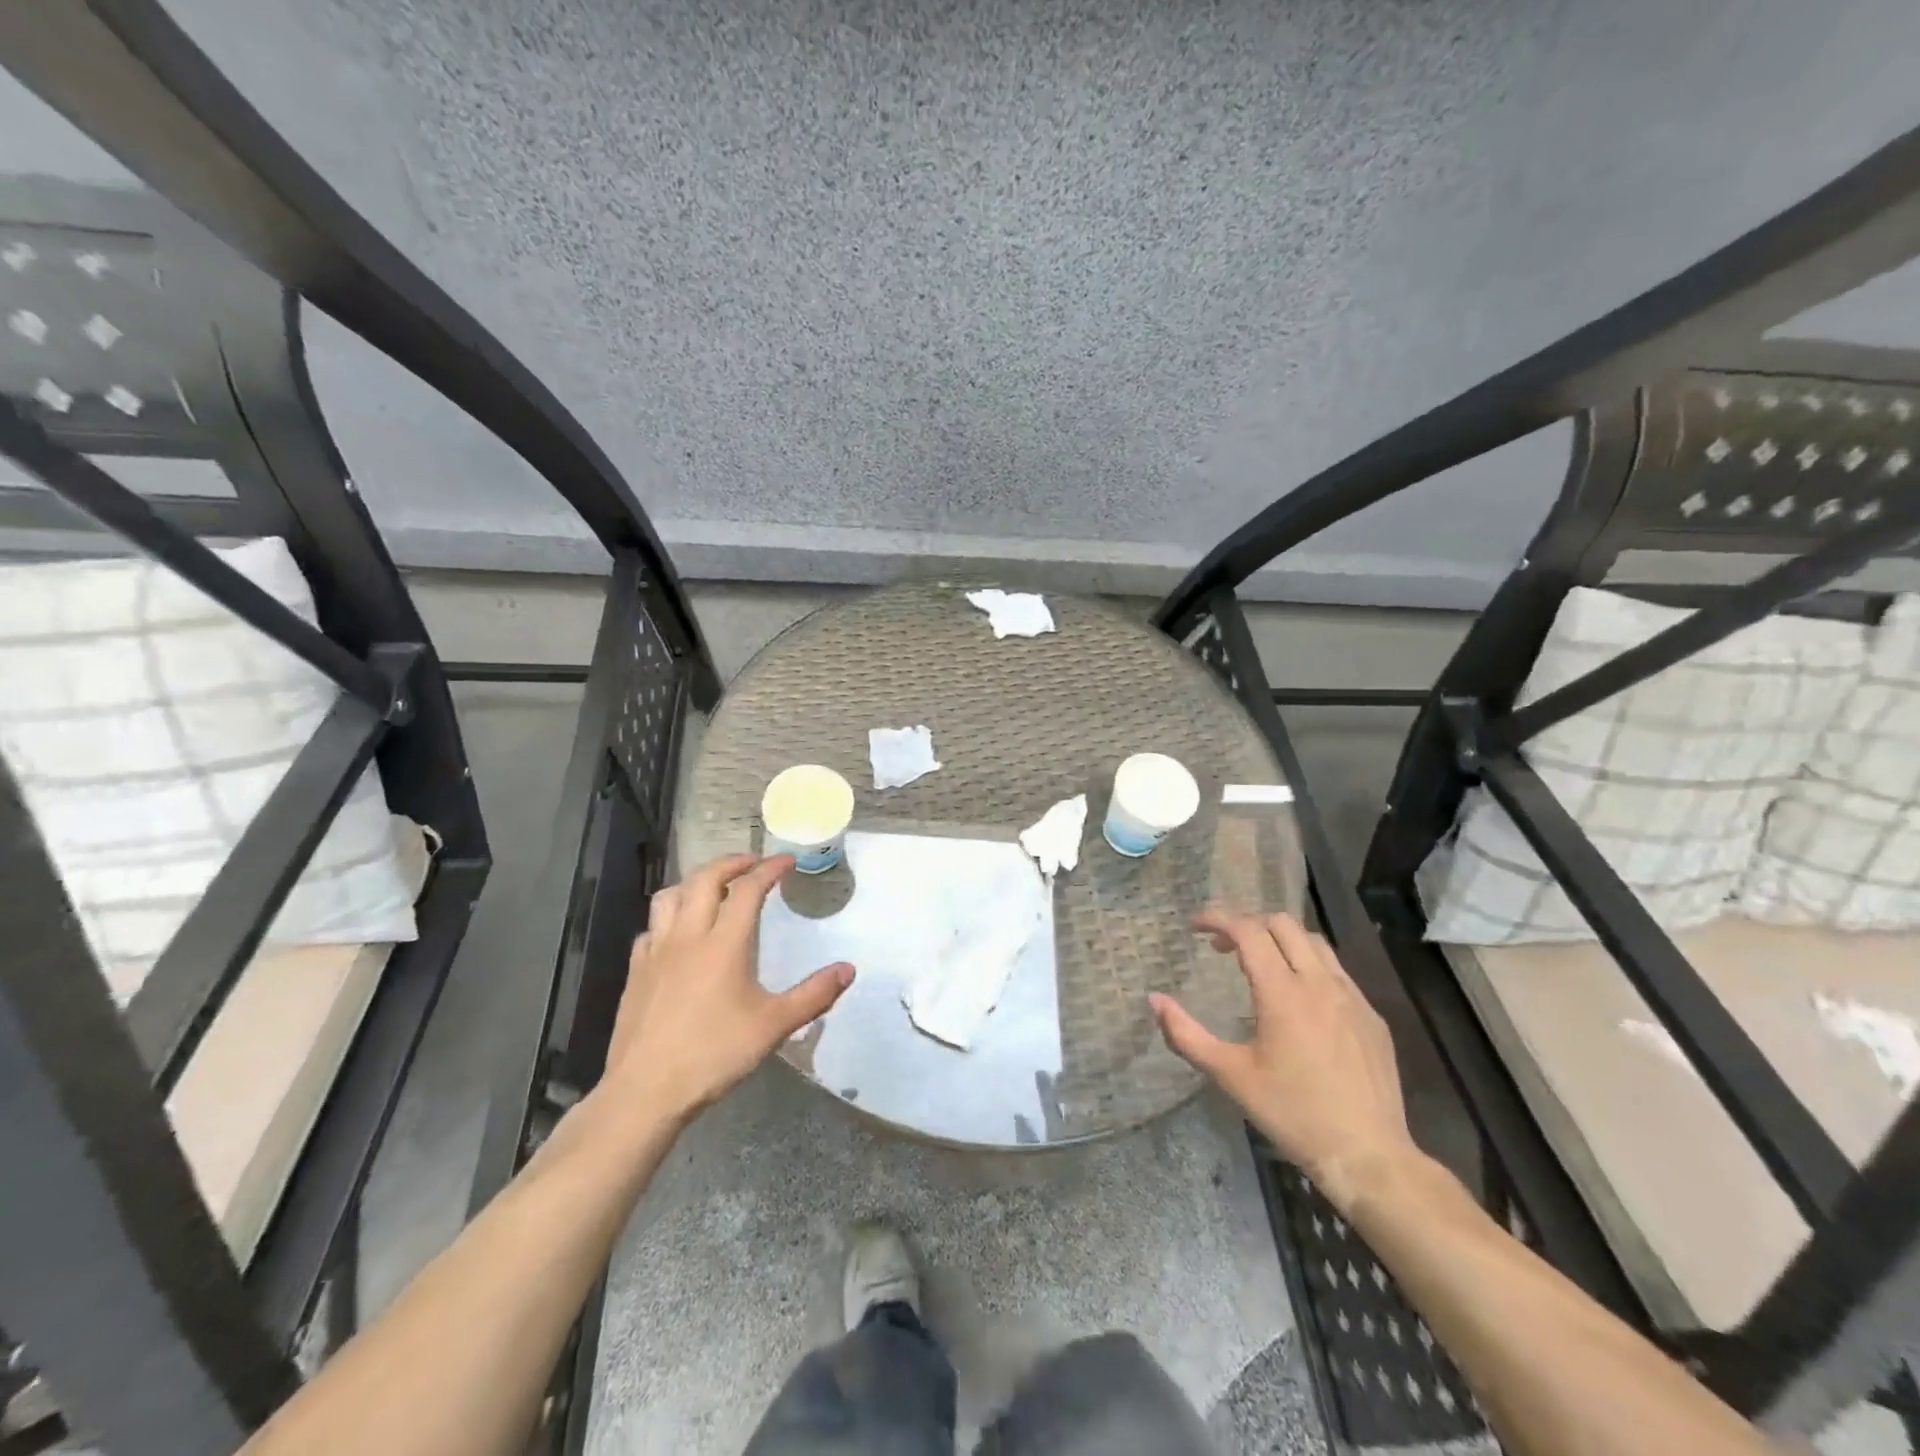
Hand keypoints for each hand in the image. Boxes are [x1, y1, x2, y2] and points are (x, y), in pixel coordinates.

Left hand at [601, 854, 852, 1122]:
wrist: (645, 1091)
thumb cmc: (713, 1055)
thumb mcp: (773, 1026)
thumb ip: (813, 995)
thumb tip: (848, 969)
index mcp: (724, 943)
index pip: (748, 889)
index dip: (769, 869)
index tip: (786, 862)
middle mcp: (688, 935)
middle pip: (705, 879)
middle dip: (731, 863)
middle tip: (753, 863)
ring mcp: (656, 951)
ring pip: (670, 895)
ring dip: (695, 882)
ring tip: (713, 887)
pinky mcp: (636, 971)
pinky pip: (651, 927)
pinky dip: (668, 917)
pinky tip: (677, 933)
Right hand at [1151, 912, 1415, 1210]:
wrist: (1368, 1156)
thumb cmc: (1292, 1114)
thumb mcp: (1230, 1075)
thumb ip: (1186, 1034)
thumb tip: (1154, 1000)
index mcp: (1282, 993)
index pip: (1248, 931)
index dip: (1218, 919)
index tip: (1195, 927)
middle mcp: (1320, 983)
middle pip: (1282, 924)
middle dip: (1248, 924)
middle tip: (1224, 948)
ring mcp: (1352, 998)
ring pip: (1314, 943)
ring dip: (1281, 941)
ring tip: (1261, 965)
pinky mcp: (1372, 1017)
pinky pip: (1337, 972)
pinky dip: (1309, 967)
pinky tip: (1300, 1000)